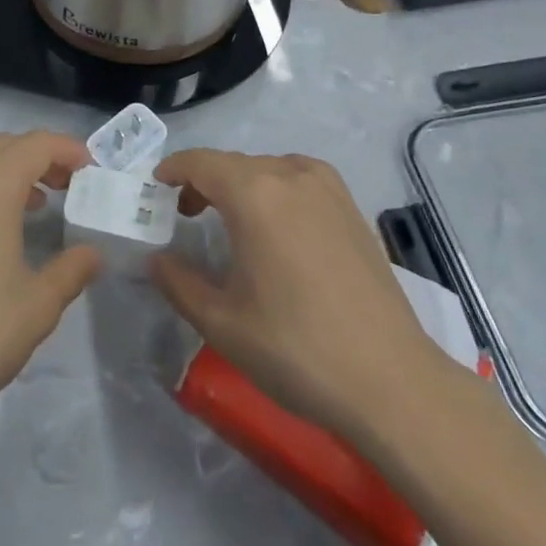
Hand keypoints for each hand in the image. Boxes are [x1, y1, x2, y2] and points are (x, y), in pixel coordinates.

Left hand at [0, 132, 101, 430]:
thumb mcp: (39, 304)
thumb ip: (72, 269)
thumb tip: (91, 254)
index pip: (37, 144)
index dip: (68, 150)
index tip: (91, 169)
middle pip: (4, 146)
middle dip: (40, 158)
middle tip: (68, 186)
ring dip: (7, 172)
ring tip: (34, 205)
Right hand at [148, 150, 448, 440]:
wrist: (391, 382)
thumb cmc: (295, 349)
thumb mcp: (221, 322)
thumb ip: (178, 282)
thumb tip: (156, 259)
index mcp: (254, 194)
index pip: (201, 162)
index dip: (173, 169)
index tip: (155, 185)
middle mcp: (291, 176)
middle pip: (234, 164)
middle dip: (204, 181)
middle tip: (184, 214)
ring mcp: (329, 190)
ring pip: (269, 169)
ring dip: (241, 184)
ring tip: (229, 219)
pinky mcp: (353, 210)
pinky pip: (301, 180)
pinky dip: (276, 189)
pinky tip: (278, 225)